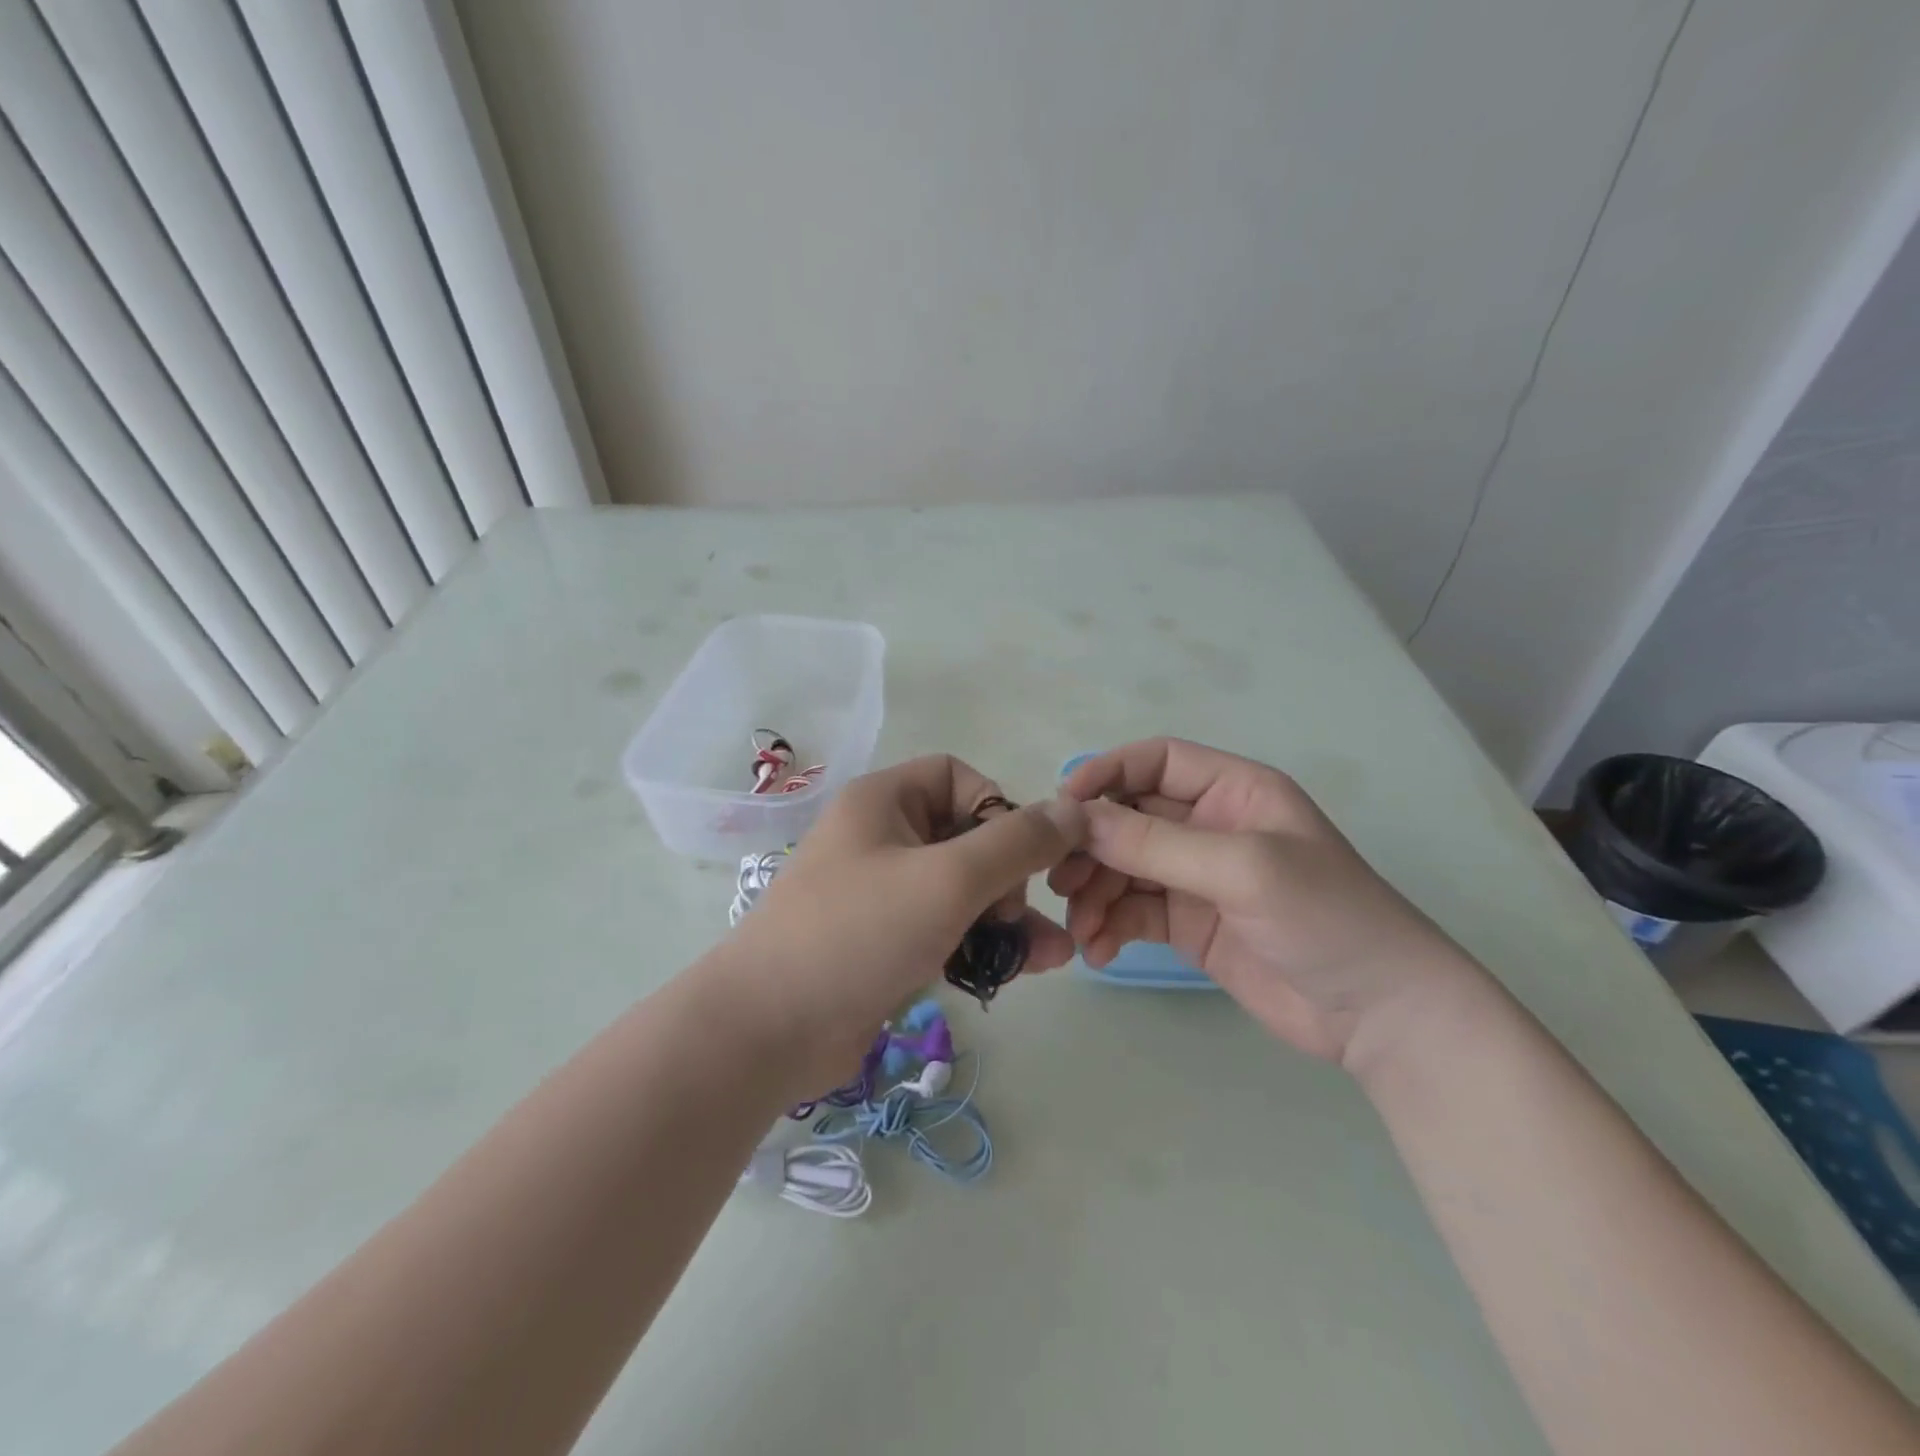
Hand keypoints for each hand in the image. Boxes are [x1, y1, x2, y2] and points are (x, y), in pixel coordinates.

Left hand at [723, 755, 1085, 1091]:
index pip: (956, 776)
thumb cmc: (859, 932)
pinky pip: (947, 929)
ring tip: (1053, 955)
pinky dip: (982, 945)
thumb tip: (1073, 810)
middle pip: (966, 836)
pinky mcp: (886, 945)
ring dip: (1009, 918)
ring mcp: (882, 895)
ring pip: (963, 890)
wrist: (768, 1030)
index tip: (1016, 854)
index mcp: (883, 801)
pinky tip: (1023, 972)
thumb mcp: (948, 879)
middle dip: (1010, 876)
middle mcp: (881, 838)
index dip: (996, 807)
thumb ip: (1017, 843)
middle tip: (1015, 914)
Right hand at [1053, 738, 1483, 1065]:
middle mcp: (1209, 826)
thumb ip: (1157, 843)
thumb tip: (1077, 820)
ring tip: (1081, 927)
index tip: (1063, 807)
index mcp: (1233, 791)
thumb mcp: (1243, 868)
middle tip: (1060, 879)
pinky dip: (1108, 926)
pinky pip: (1132, 912)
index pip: (1156, 760)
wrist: (1381, 1015)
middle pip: (1129, 817)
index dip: (1106, 773)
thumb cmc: (1327, 918)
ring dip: (1094, 892)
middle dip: (1092, 845)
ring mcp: (1197, 877)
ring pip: (1123, 868)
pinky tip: (1097, 952)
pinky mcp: (1188, 924)